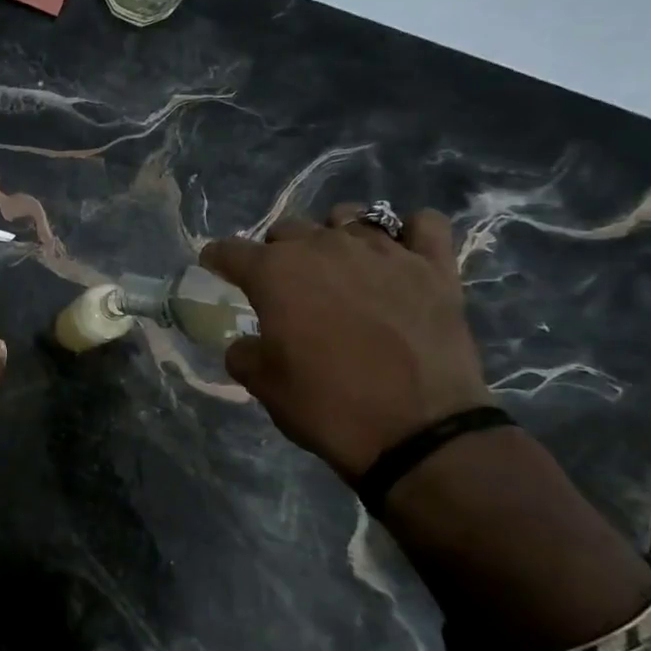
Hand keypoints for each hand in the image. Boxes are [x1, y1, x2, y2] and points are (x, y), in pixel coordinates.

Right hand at [202, 205, 490, 478]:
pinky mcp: (435, 267)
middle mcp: (326, 247)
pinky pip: (423, 224)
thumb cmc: (327, 405)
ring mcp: (384, 252)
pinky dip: (407, 233)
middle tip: (281, 286)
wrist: (418, 433)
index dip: (217, 260)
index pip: (230, 250)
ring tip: (338, 266)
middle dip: (275, 252)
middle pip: (288, 230)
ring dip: (332, 236)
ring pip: (348, 218)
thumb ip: (243, 352)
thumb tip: (247, 343)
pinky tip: (399, 254)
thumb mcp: (263, 385)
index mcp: (276, 273)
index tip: (215, 270)